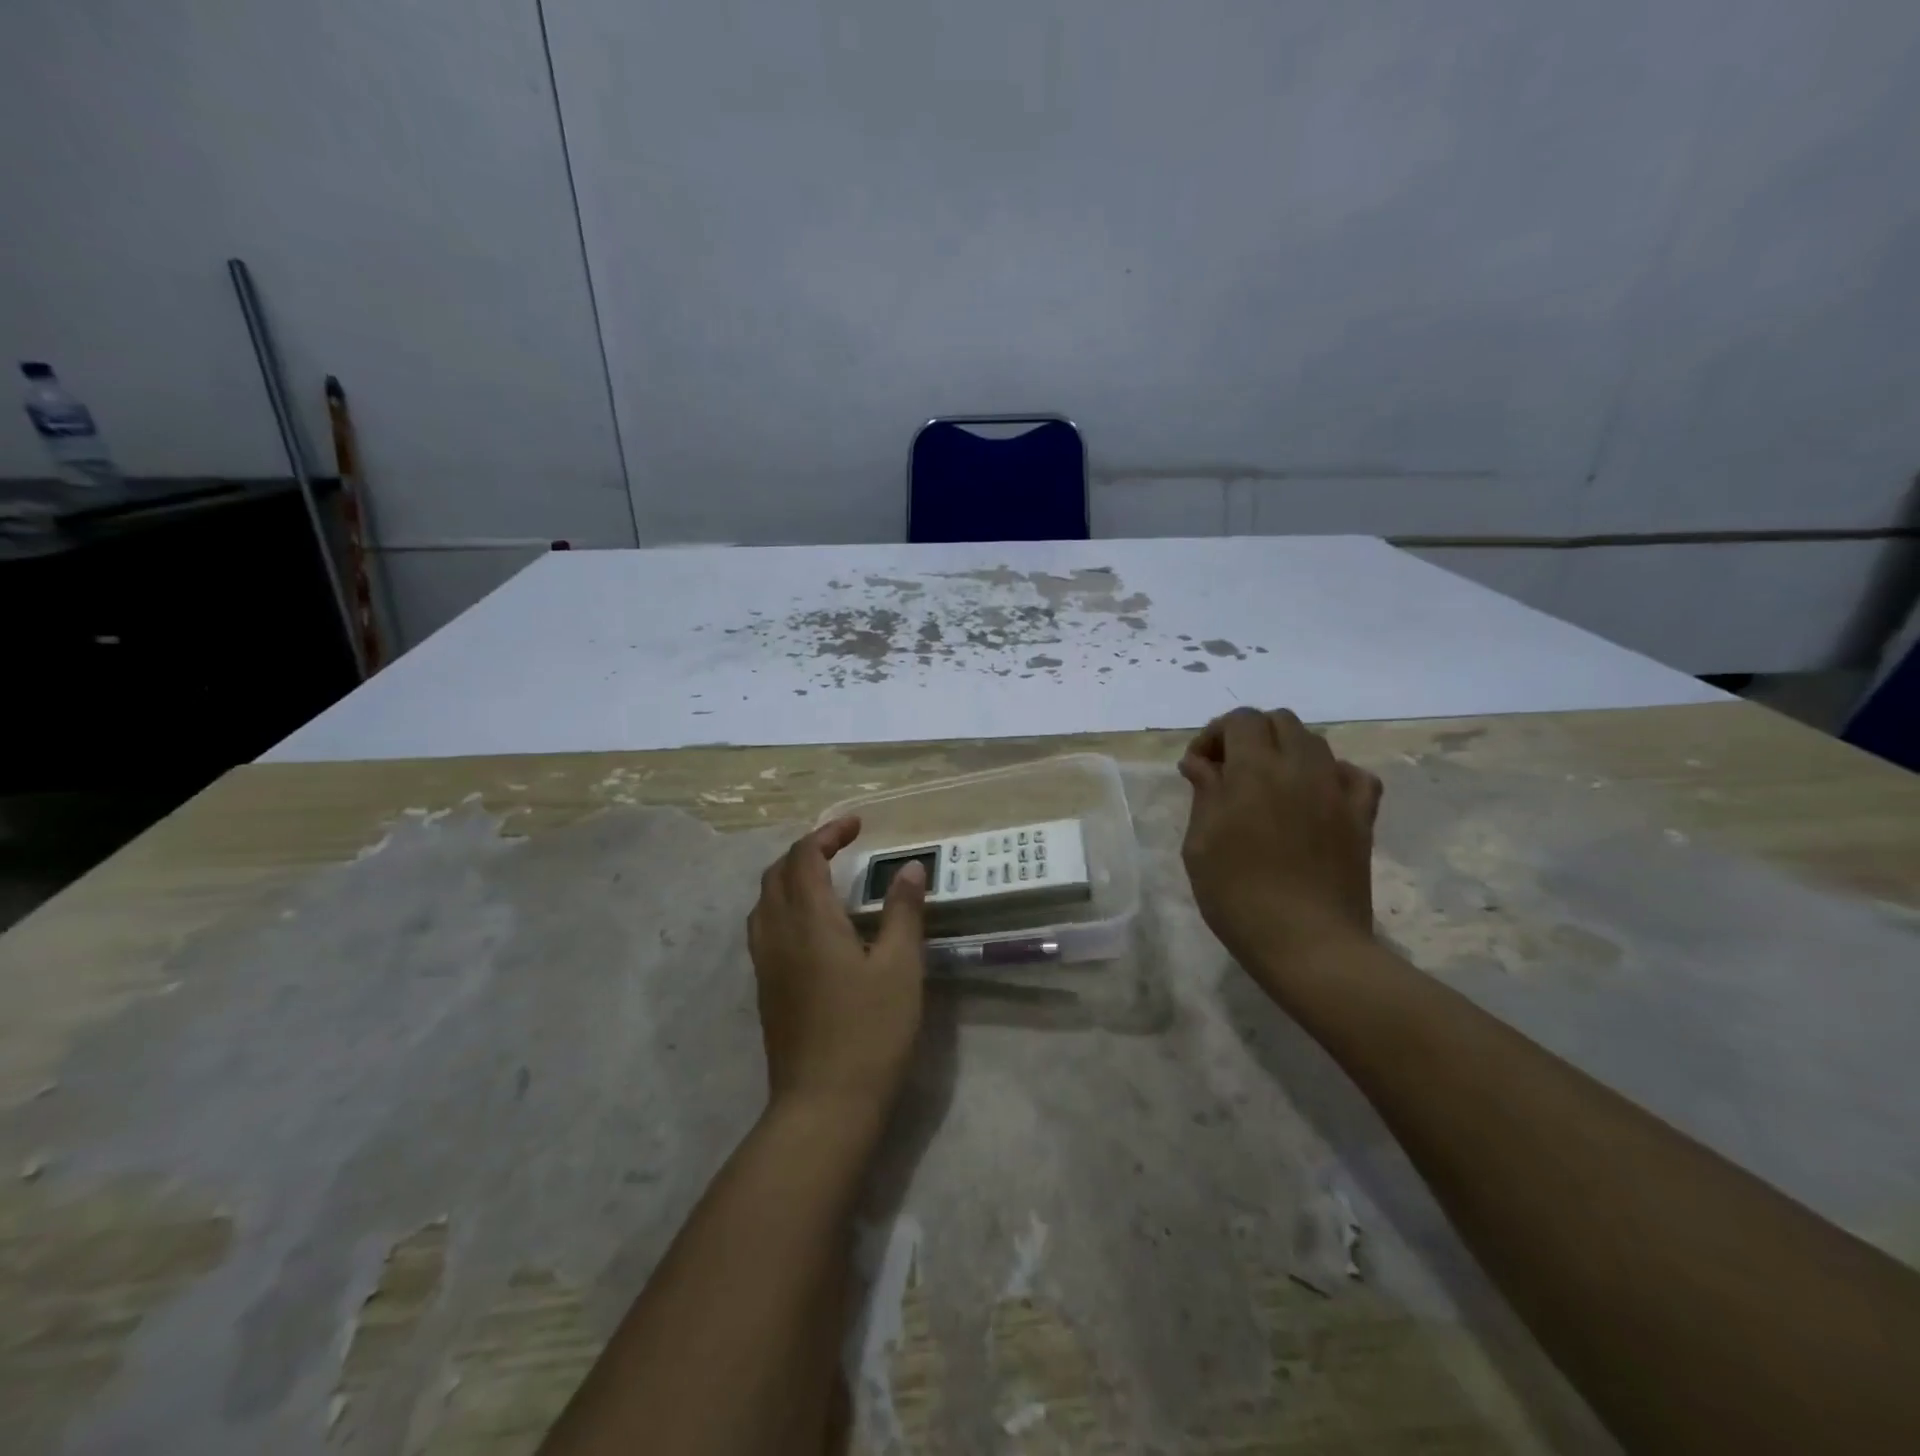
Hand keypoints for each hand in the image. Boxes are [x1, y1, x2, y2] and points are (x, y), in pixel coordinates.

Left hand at [746, 816, 927, 1118]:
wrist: (823, 1105)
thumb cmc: (870, 1031)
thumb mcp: (900, 967)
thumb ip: (904, 911)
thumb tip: (910, 867)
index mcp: (809, 920)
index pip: (804, 856)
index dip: (827, 833)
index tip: (857, 825)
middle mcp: (777, 933)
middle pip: (777, 873)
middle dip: (806, 850)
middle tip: (842, 846)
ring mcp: (765, 963)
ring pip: (764, 900)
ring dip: (790, 876)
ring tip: (825, 878)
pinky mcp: (765, 988)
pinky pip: (764, 927)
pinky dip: (783, 905)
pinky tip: (812, 926)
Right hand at [1179, 708, 1381, 984]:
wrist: (1307, 943)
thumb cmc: (1238, 895)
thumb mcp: (1199, 844)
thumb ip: (1204, 793)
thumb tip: (1200, 762)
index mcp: (1255, 770)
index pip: (1240, 720)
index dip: (1215, 734)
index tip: (1199, 767)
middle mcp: (1300, 767)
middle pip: (1279, 721)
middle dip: (1250, 736)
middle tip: (1229, 771)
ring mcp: (1337, 790)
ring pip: (1315, 742)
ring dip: (1286, 751)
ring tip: (1268, 786)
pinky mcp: (1362, 816)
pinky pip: (1353, 775)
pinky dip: (1331, 774)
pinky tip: (1315, 797)